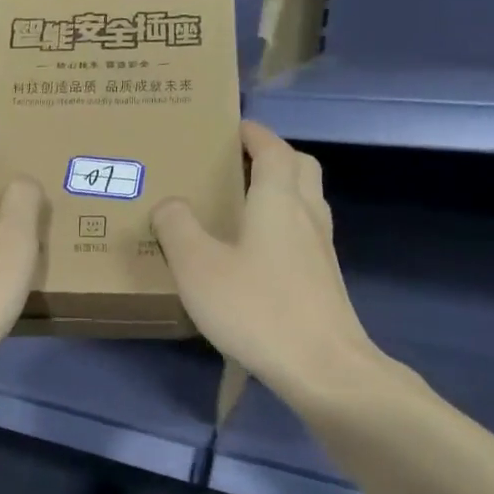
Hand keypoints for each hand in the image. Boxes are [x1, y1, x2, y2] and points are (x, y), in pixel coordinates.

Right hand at [152, 121, 407, 413]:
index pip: (272, 149)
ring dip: (280, 191)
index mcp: (278, 200)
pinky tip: (255, 254)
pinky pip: (303, 234)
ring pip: (306, 201)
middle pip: (299, 168)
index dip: (253, 133)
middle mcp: (307, 215)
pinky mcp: (324, 280)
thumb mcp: (198, 267)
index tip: (231, 127)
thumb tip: (169, 204)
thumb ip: (177, 229)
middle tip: (237, 164)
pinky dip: (282, 226)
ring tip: (242, 205)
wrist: (322, 366)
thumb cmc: (256, 308)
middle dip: (272, 156)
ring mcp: (321, 249)